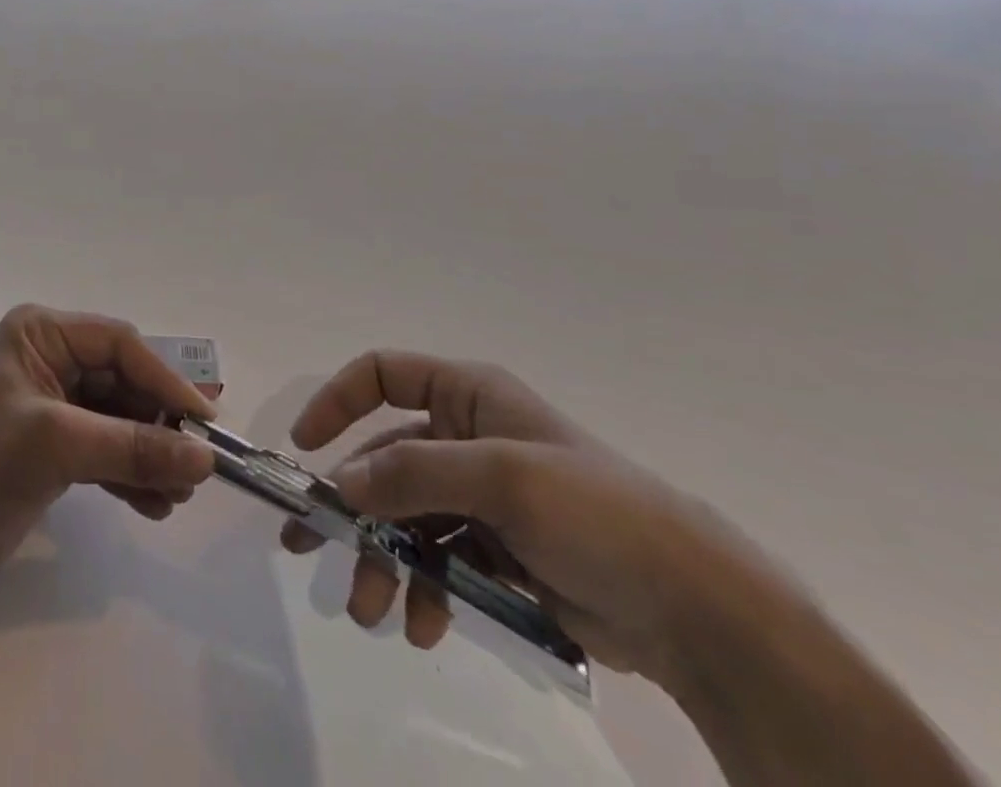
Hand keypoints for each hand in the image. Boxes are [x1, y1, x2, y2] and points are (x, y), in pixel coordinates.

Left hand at [0, 306, 217, 601]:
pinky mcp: (54, 447)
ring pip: (119, 419)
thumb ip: (134, 447)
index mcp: (42, 333)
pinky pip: (106, 450)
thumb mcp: (61, 445)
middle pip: (123, 382)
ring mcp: (53, 405)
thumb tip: (206, 457)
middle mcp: (50, 359)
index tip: (204, 420)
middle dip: (158, 423)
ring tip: (181, 492)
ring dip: (150, 453)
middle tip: (198, 461)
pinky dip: (130, 474)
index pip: (119, 344)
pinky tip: (156, 504)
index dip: (164, 379)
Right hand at [284, 351, 774, 690]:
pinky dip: (425, 589)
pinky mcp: (500, 550)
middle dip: (352, 506)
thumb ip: (414, 474)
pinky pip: (441, 559)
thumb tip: (343, 482)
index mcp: (469, 395)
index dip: (338, 400)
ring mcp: (483, 495)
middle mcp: (468, 436)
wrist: (696, 609)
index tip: (307, 448)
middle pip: (387, 459)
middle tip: (305, 547)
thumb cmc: (593, 512)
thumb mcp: (499, 477)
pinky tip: (424, 626)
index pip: (383, 374)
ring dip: (384, 560)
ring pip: (408, 517)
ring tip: (371, 610)